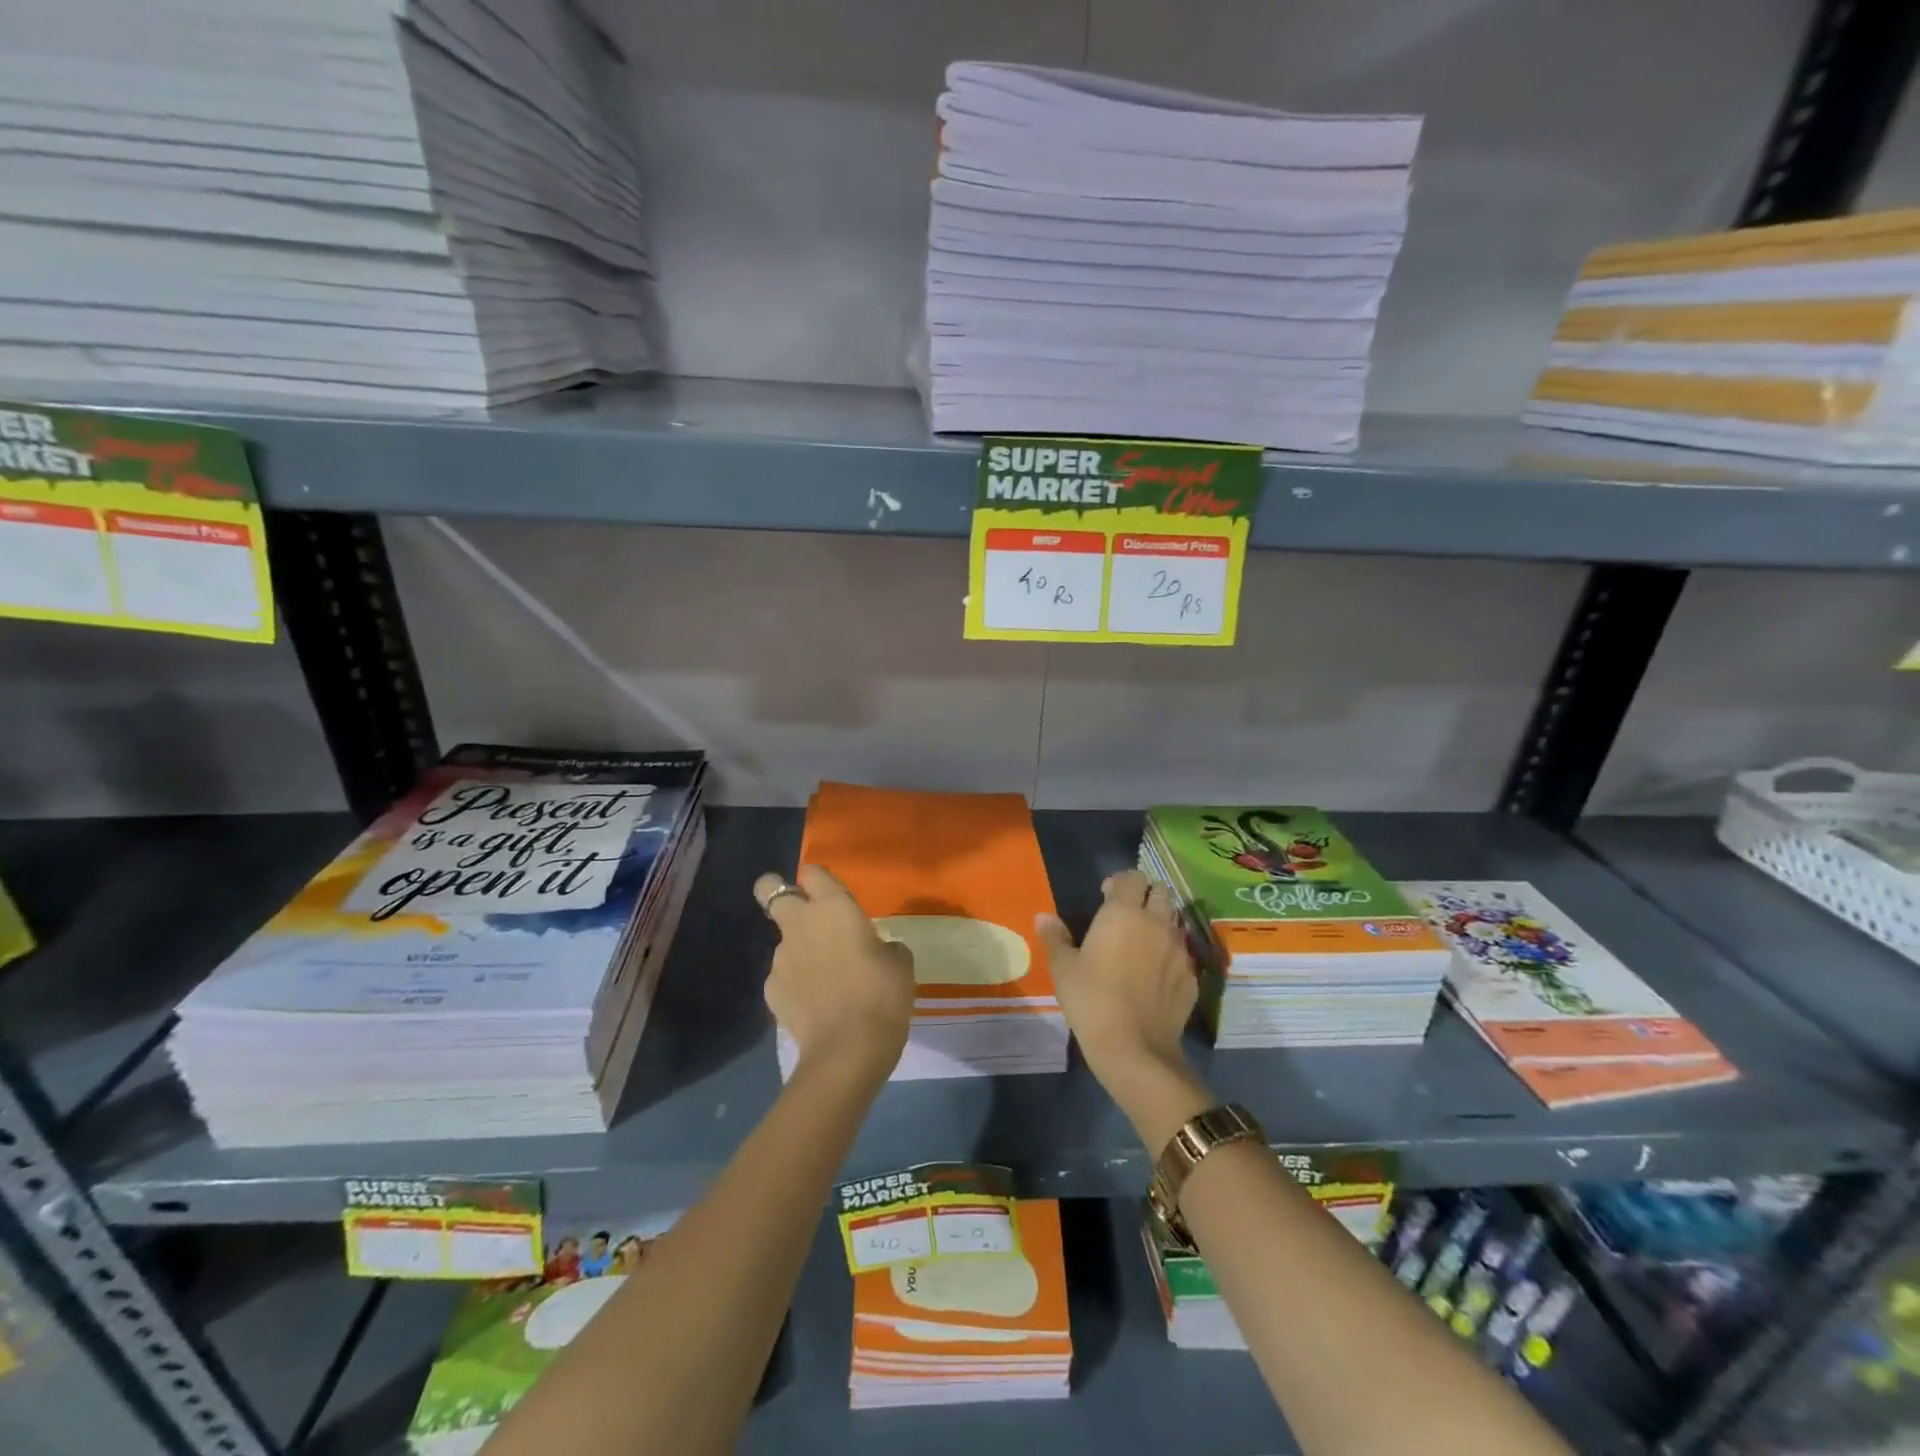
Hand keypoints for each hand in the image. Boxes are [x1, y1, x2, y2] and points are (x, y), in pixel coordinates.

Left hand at [754, 865, 914, 1081]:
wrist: (848, 1049)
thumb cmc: (882, 995)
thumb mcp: (900, 963)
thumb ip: (883, 946)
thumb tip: (877, 949)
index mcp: (834, 907)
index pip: (813, 872)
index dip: (816, 879)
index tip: (827, 892)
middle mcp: (800, 924)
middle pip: (769, 890)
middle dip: (777, 892)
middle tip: (802, 913)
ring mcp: (780, 958)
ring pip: (783, 942)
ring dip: (799, 951)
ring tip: (824, 980)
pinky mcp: (770, 991)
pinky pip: (782, 977)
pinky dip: (795, 985)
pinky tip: (815, 1005)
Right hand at [1037, 869, 1197, 1093]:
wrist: (1135, 1048)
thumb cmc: (1092, 999)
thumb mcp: (1064, 968)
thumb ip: (1055, 938)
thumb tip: (1043, 917)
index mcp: (1124, 913)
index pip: (1132, 878)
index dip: (1119, 882)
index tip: (1105, 895)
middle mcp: (1157, 923)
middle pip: (1161, 893)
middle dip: (1146, 895)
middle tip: (1127, 914)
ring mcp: (1179, 951)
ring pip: (1175, 922)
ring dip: (1160, 922)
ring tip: (1142, 942)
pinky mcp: (1191, 978)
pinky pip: (1182, 954)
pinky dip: (1170, 954)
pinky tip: (1155, 974)